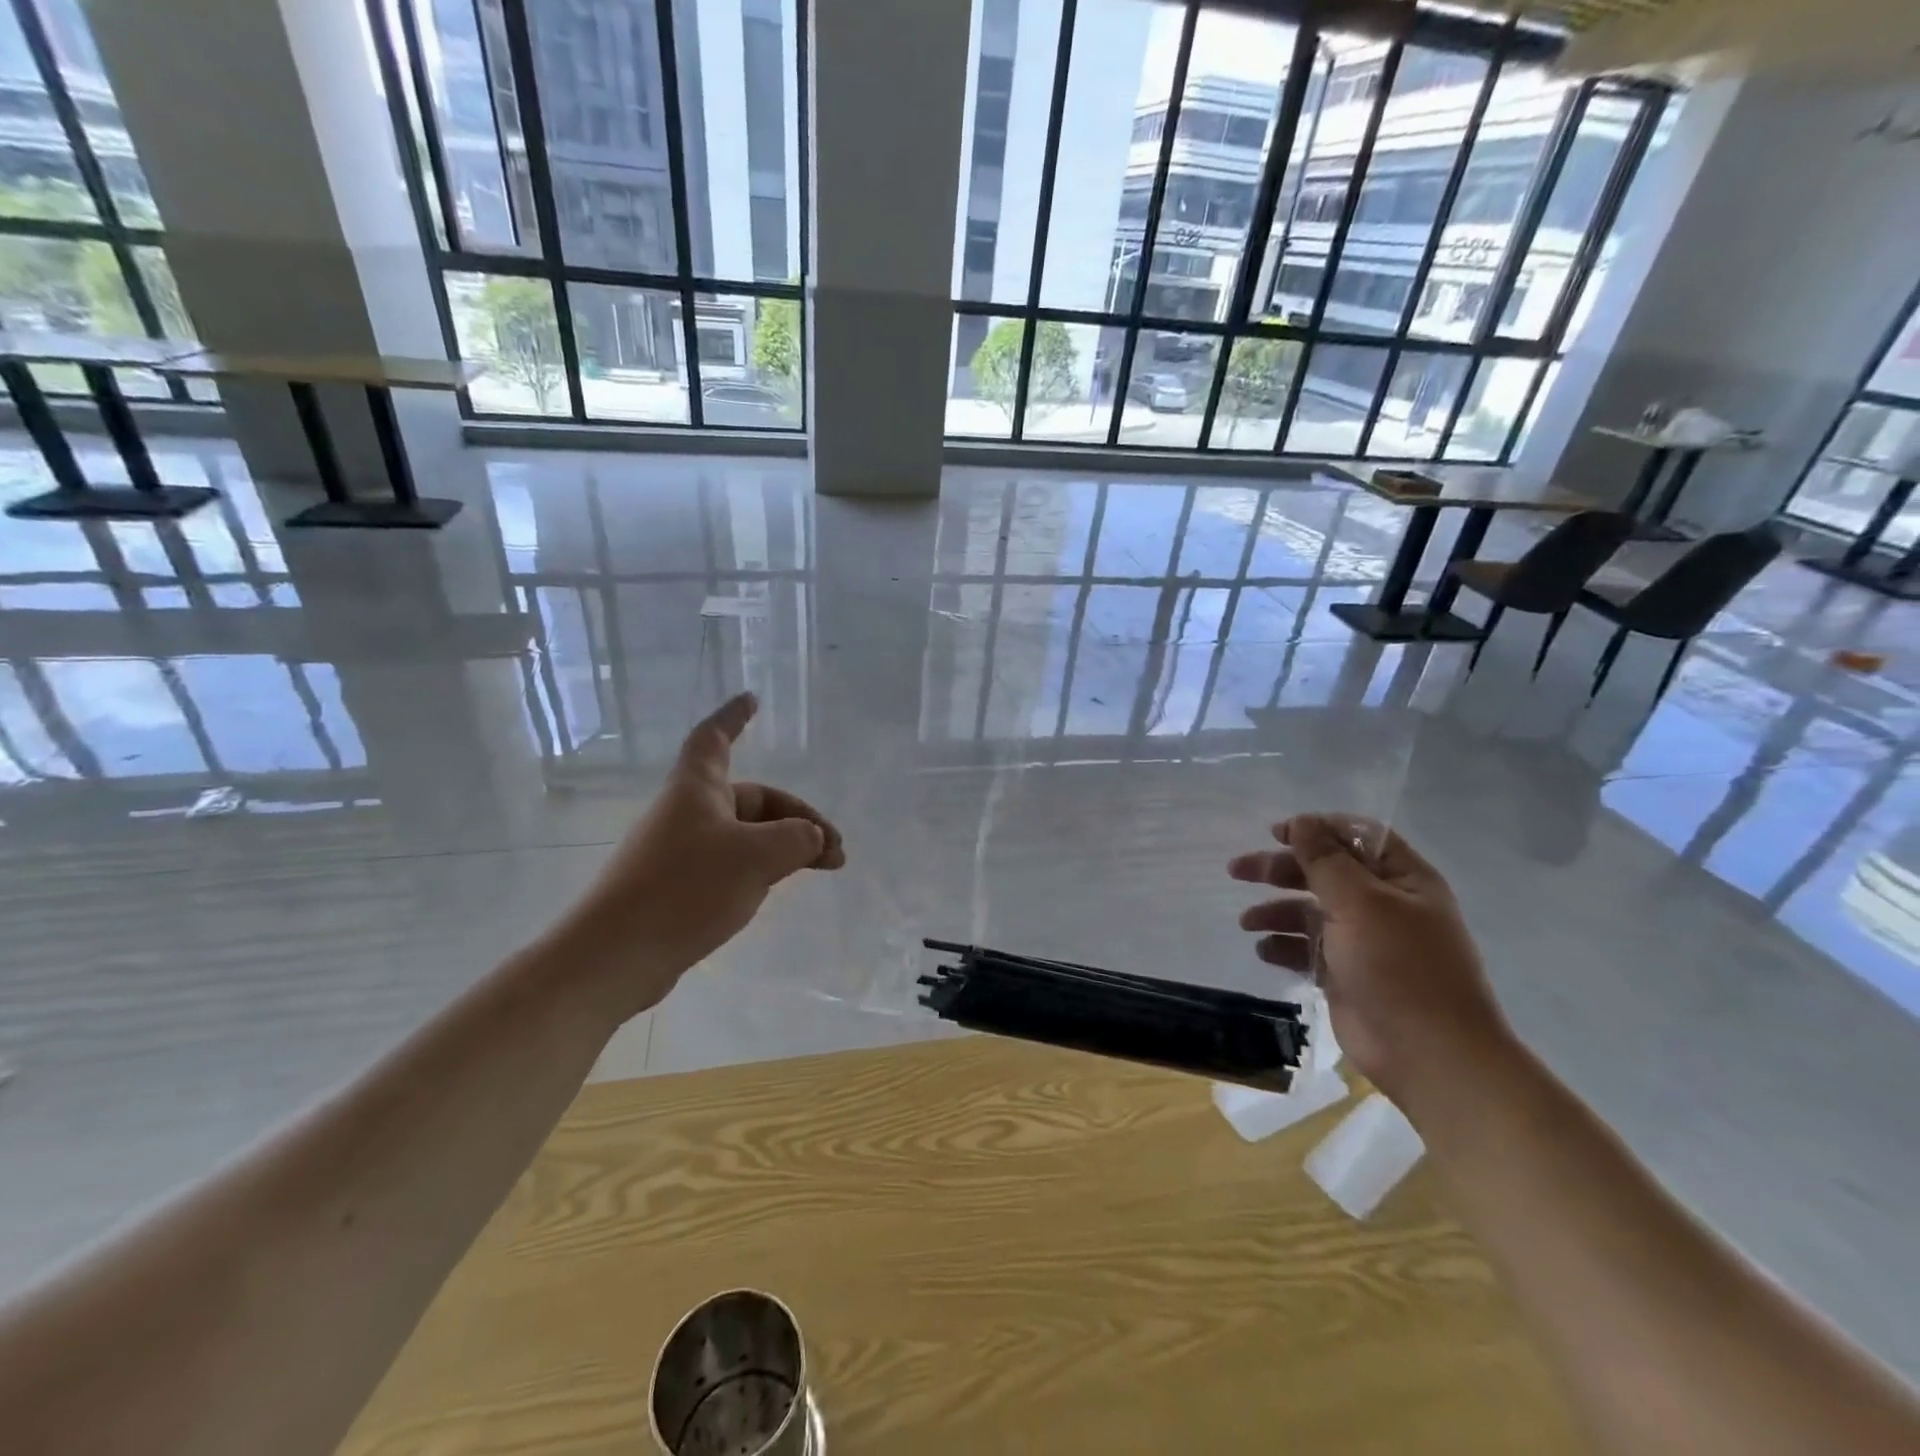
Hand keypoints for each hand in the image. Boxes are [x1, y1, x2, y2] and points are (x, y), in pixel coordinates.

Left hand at [554, 693, 843, 1018]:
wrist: (616, 956)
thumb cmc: (686, 888)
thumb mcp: (756, 857)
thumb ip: (796, 840)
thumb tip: (812, 838)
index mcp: (697, 789)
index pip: (714, 738)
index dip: (733, 717)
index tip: (752, 700)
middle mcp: (687, 813)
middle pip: (751, 798)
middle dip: (797, 818)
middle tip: (835, 851)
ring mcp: (679, 851)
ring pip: (744, 835)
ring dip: (784, 846)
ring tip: (819, 870)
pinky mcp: (676, 887)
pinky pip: (728, 864)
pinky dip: (760, 868)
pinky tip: (774, 890)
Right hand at [1229, 814, 1509, 1104]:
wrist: (1428, 1054)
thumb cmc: (1400, 967)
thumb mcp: (1361, 903)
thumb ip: (1325, 861)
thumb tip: (1301, 822)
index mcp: (1403, 880)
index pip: (1357, 837)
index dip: (1317, 829)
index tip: (1276, 833)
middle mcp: (1384, 905)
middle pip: (1325, 872)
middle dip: (1281, 869)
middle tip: (1238, 870)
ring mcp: (1365, 941)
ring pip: (1311, 911)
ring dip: (1276, 911)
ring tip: (1247, 922)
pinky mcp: (1346, 974)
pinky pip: (1308, 949)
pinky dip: (1285, 946)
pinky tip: (1264, 951)